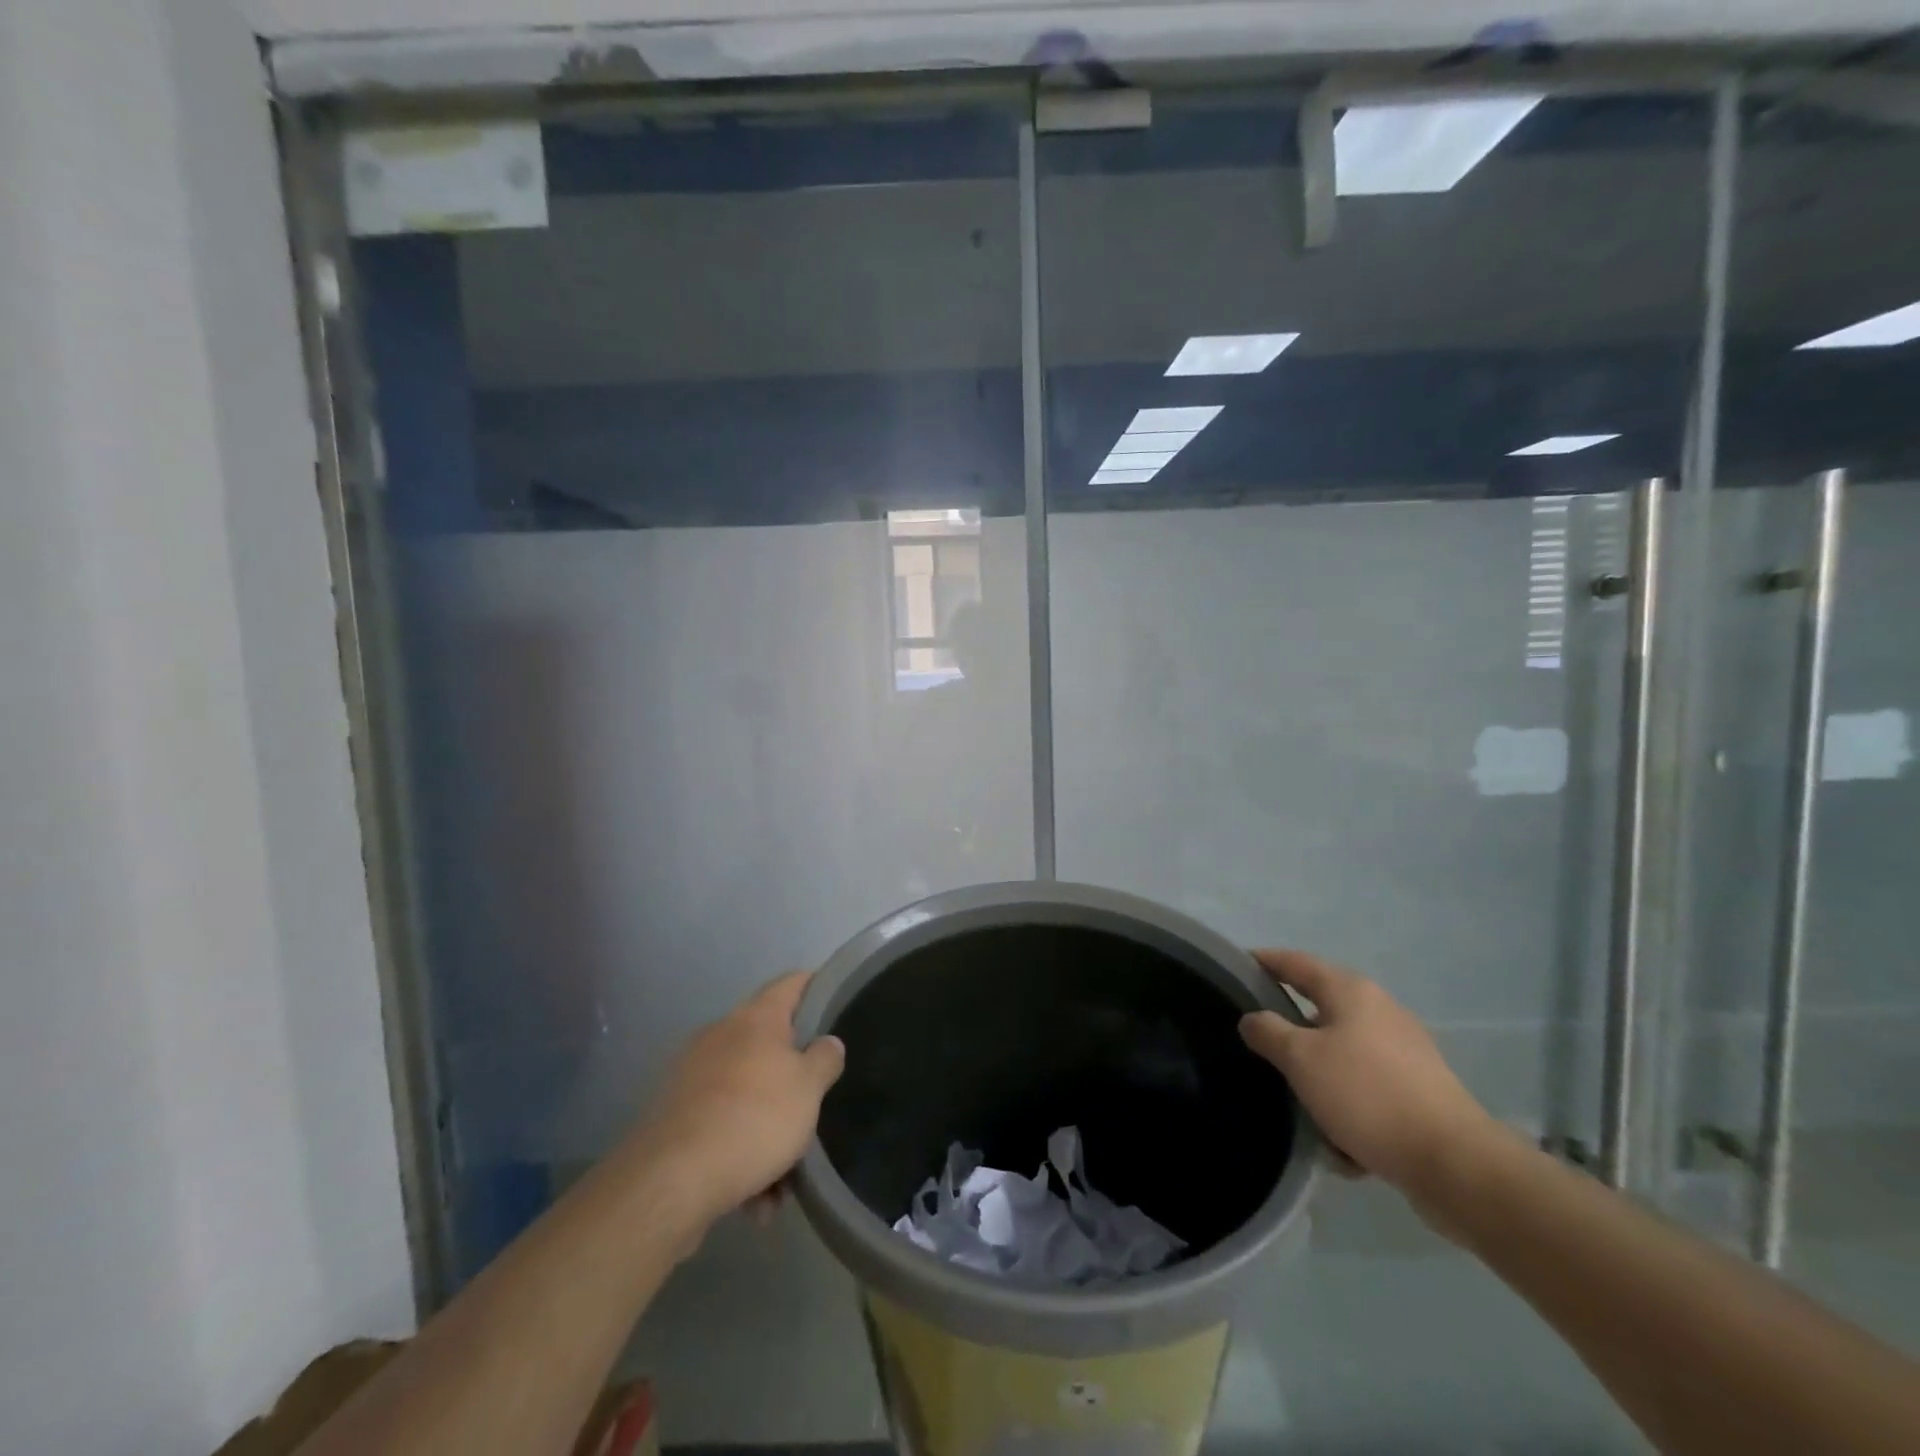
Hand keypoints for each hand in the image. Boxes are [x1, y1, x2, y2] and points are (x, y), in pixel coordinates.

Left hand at [636, 972, 844, 1227]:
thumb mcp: (808, 1088)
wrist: (672, 1182)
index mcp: (755, 1019)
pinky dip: (741, 1157)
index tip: (836, 999)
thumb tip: (827, 1042)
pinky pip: (721, 1129)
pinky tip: (755, 1202)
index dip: (816, 985)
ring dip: (768, 1134)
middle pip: (768, 1046)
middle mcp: (720, 1037)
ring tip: (783, 1183)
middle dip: (793, 1082)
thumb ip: (824, 1060)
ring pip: (746, 1096)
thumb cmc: (754, 1118)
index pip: (792, 983)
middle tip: (815, 1105)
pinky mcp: (674, 1118)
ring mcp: (692, 1077)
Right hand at [1239, 949, 1495, 1195]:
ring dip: (1319, 1080)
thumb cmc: (1367, 1095)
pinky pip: (1366, 1090)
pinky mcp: (1418, 1091)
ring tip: (1299, 1108)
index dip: (1264, 961)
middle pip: (1319, 1010)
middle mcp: (1380, 1011)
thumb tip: (1252, 1018)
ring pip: (1341, 1056)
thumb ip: (1268, 1032)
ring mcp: (1404, 1052)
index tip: (1236, 966)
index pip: (1296, 963)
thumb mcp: (1301, 1060)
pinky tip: (1342, 1144)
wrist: (1454, 1164)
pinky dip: (1348, 1109)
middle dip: (1290, 1031)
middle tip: (1257, 1044)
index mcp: (1351, 992)